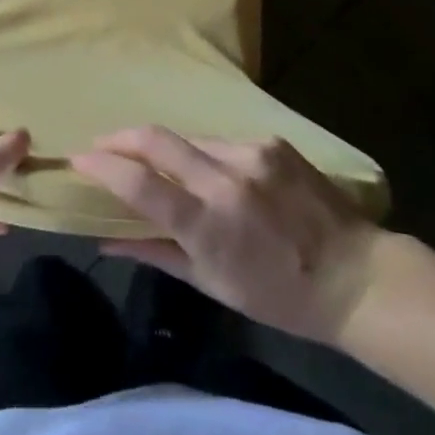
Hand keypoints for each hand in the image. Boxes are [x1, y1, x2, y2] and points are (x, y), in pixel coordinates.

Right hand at [71, 126, 381, 346]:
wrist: (355, 276)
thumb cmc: (279, 296)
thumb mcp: (212, 284)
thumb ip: (156, 252)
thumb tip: (106, 238)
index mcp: (208, 222)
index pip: (139, 183)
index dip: (102, 167)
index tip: (79, 160)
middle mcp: (226, 178)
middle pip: (156, 138)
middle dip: (120, 138)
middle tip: (101, 146)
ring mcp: (252, 153)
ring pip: (190, 139)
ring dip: (168, 151)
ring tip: (162, 168)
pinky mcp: (272, 142)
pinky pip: (224, 143)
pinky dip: (208, 156)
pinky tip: (217, 176)